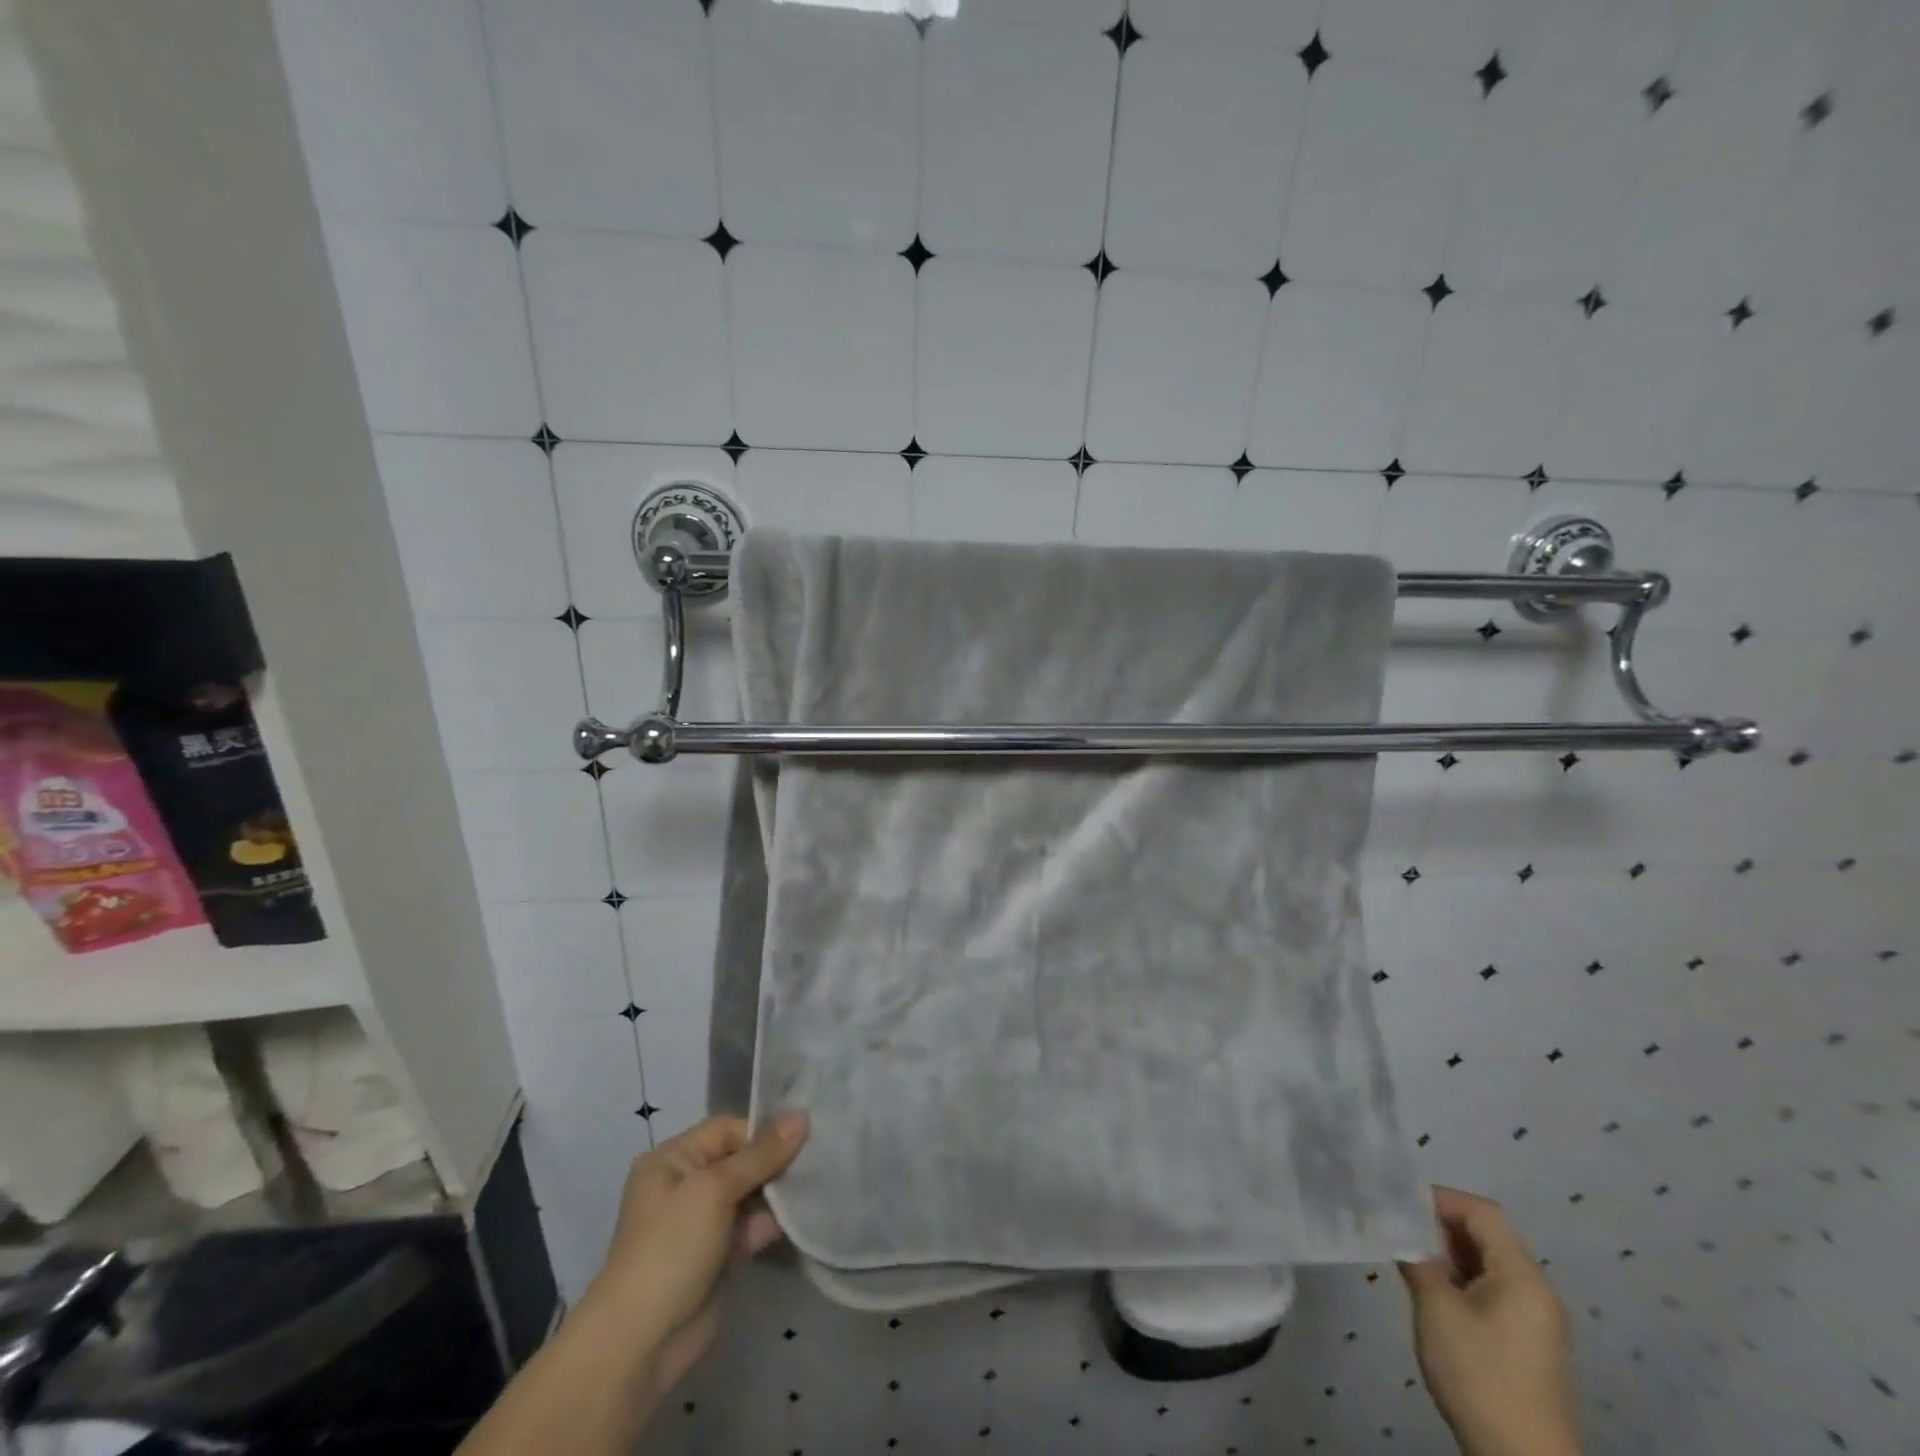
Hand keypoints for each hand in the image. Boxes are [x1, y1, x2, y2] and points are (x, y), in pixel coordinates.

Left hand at [584, 1112, 807, 1401]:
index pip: (727, 1130)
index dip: (763, 1131)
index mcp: (673, 1159)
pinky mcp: (719, 1255)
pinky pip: (752, 1226)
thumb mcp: (715, 1190)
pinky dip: (773, 1222)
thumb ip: (761, 1154)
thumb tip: (801, 1115)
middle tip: (816, 1158)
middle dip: (775, 1161)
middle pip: (741, 1160)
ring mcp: (703, 1222)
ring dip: (778, 1192)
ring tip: (816, 1184)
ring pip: (750, 1193)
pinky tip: (804, 1216)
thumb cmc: (671, 1248)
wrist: (642, 1343)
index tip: (804, 1136)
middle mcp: (686, 1185)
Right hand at [1399, 1187, 1581, 1455]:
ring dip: (1447, 1252)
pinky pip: (1491, 1289)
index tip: (1398, 1203)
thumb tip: (1395, 1226)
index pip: (1481, 1211)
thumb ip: (1416, 1257)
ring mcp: (1534, 1318)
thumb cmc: (1480, 1373)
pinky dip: (1459, 1278)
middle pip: (1486, 1234)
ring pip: (1486, 1262)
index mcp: (1522, 1275)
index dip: (1440, 1198)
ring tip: (1406, 1255)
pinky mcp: (1526, 1341)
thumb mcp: (1436, 1308)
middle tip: (1396, 1227)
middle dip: (1439, 1225)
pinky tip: (1430, 1290)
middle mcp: (1535, 1289)